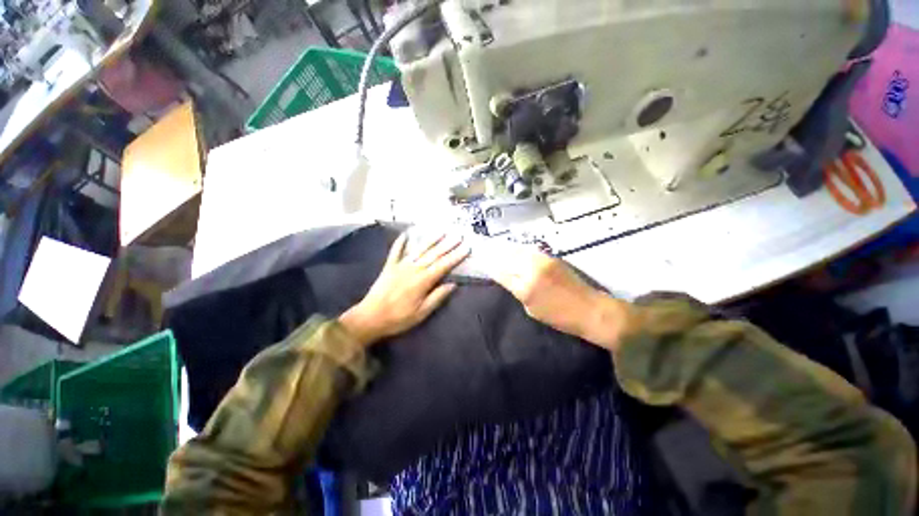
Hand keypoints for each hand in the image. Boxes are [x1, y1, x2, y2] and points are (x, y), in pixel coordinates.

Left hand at [339, 233, 469, 347]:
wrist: (370, 318)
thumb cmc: (398, 318)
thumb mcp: (422, 313)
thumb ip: (437, 297)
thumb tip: (453, 284)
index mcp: (423, 281)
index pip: (443, 266)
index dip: (455, 256)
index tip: (466, 248)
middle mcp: (413, 269)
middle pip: (433, 255)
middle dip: (447, 245)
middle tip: (458, 236)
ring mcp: (400, 265)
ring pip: (418, 250)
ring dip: (430, 240)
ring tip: (441, 232)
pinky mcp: (389, 266)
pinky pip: (395, 251)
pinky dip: (401, 242)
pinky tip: (406, 234)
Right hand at [486, 246, 635, 350]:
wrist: (590, 309)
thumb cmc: (560, 317)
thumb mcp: (531, 310)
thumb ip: (518, 292)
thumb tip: (508, 279)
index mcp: (525, 288)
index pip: (501, 273)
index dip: (491, 267)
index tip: (484, 263)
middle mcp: (531, 271)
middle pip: (508, 258)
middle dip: (496, 256)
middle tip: (488, 253)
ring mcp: (542, 261)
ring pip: (518, 251)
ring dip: (508, 251)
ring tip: (500, 250)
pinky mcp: (552, 257)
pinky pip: (530, 251)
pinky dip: (521, 251)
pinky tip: (517, 252)